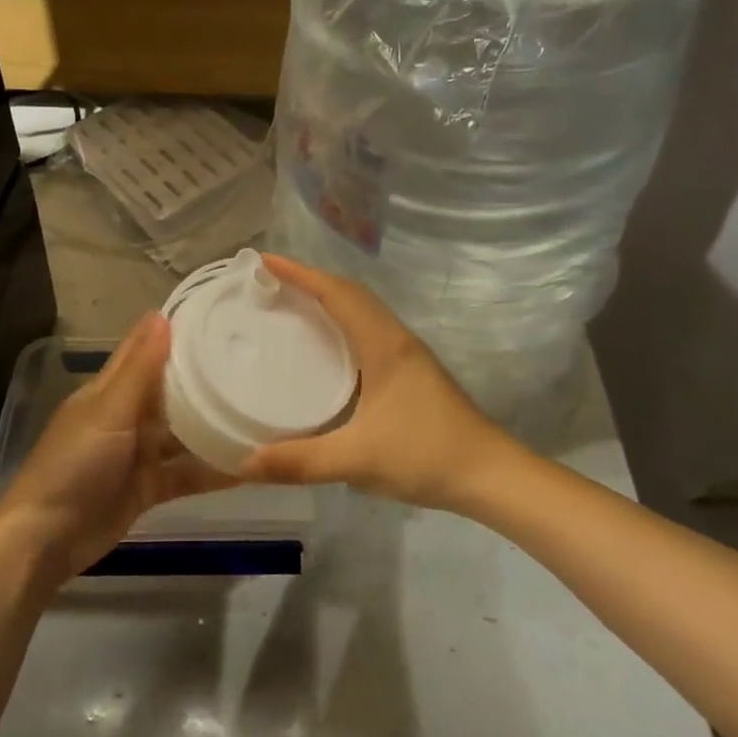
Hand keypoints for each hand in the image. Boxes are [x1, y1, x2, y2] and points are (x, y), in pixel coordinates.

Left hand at [0, 312, 231, 581]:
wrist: (46, 540)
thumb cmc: (74, 464)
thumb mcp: (108, 412)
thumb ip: (140, 370)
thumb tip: (161, 315)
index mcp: (109, 391)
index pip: (143, 350)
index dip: (171, 332)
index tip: (213, 315)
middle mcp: (126, 416)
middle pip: (168, 391)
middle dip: (202, 378)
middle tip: (251, 361)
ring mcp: (137, 453)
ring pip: (181, 433)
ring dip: (211, 425)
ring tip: (257, 411)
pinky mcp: (148, 487)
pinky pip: (184, 473)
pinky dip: (210, 471)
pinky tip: (246, 466)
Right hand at [235, 256, 509, 511]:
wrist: (490, 475)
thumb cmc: (426, 455)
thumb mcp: (359, 459)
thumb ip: (301, 462)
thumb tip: (246, 463)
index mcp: (384, 345)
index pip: (338, 294)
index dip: (301, 274)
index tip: (265, 261)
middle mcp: (396, 339)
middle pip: (351, 293)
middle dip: (311, 280)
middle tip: (271, 282)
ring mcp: (408, 355)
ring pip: (363, 310)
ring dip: (329, 298)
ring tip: (292, 304)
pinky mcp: (412, 372)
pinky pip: (369, 329)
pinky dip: (342, 322)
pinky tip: (327, 347)